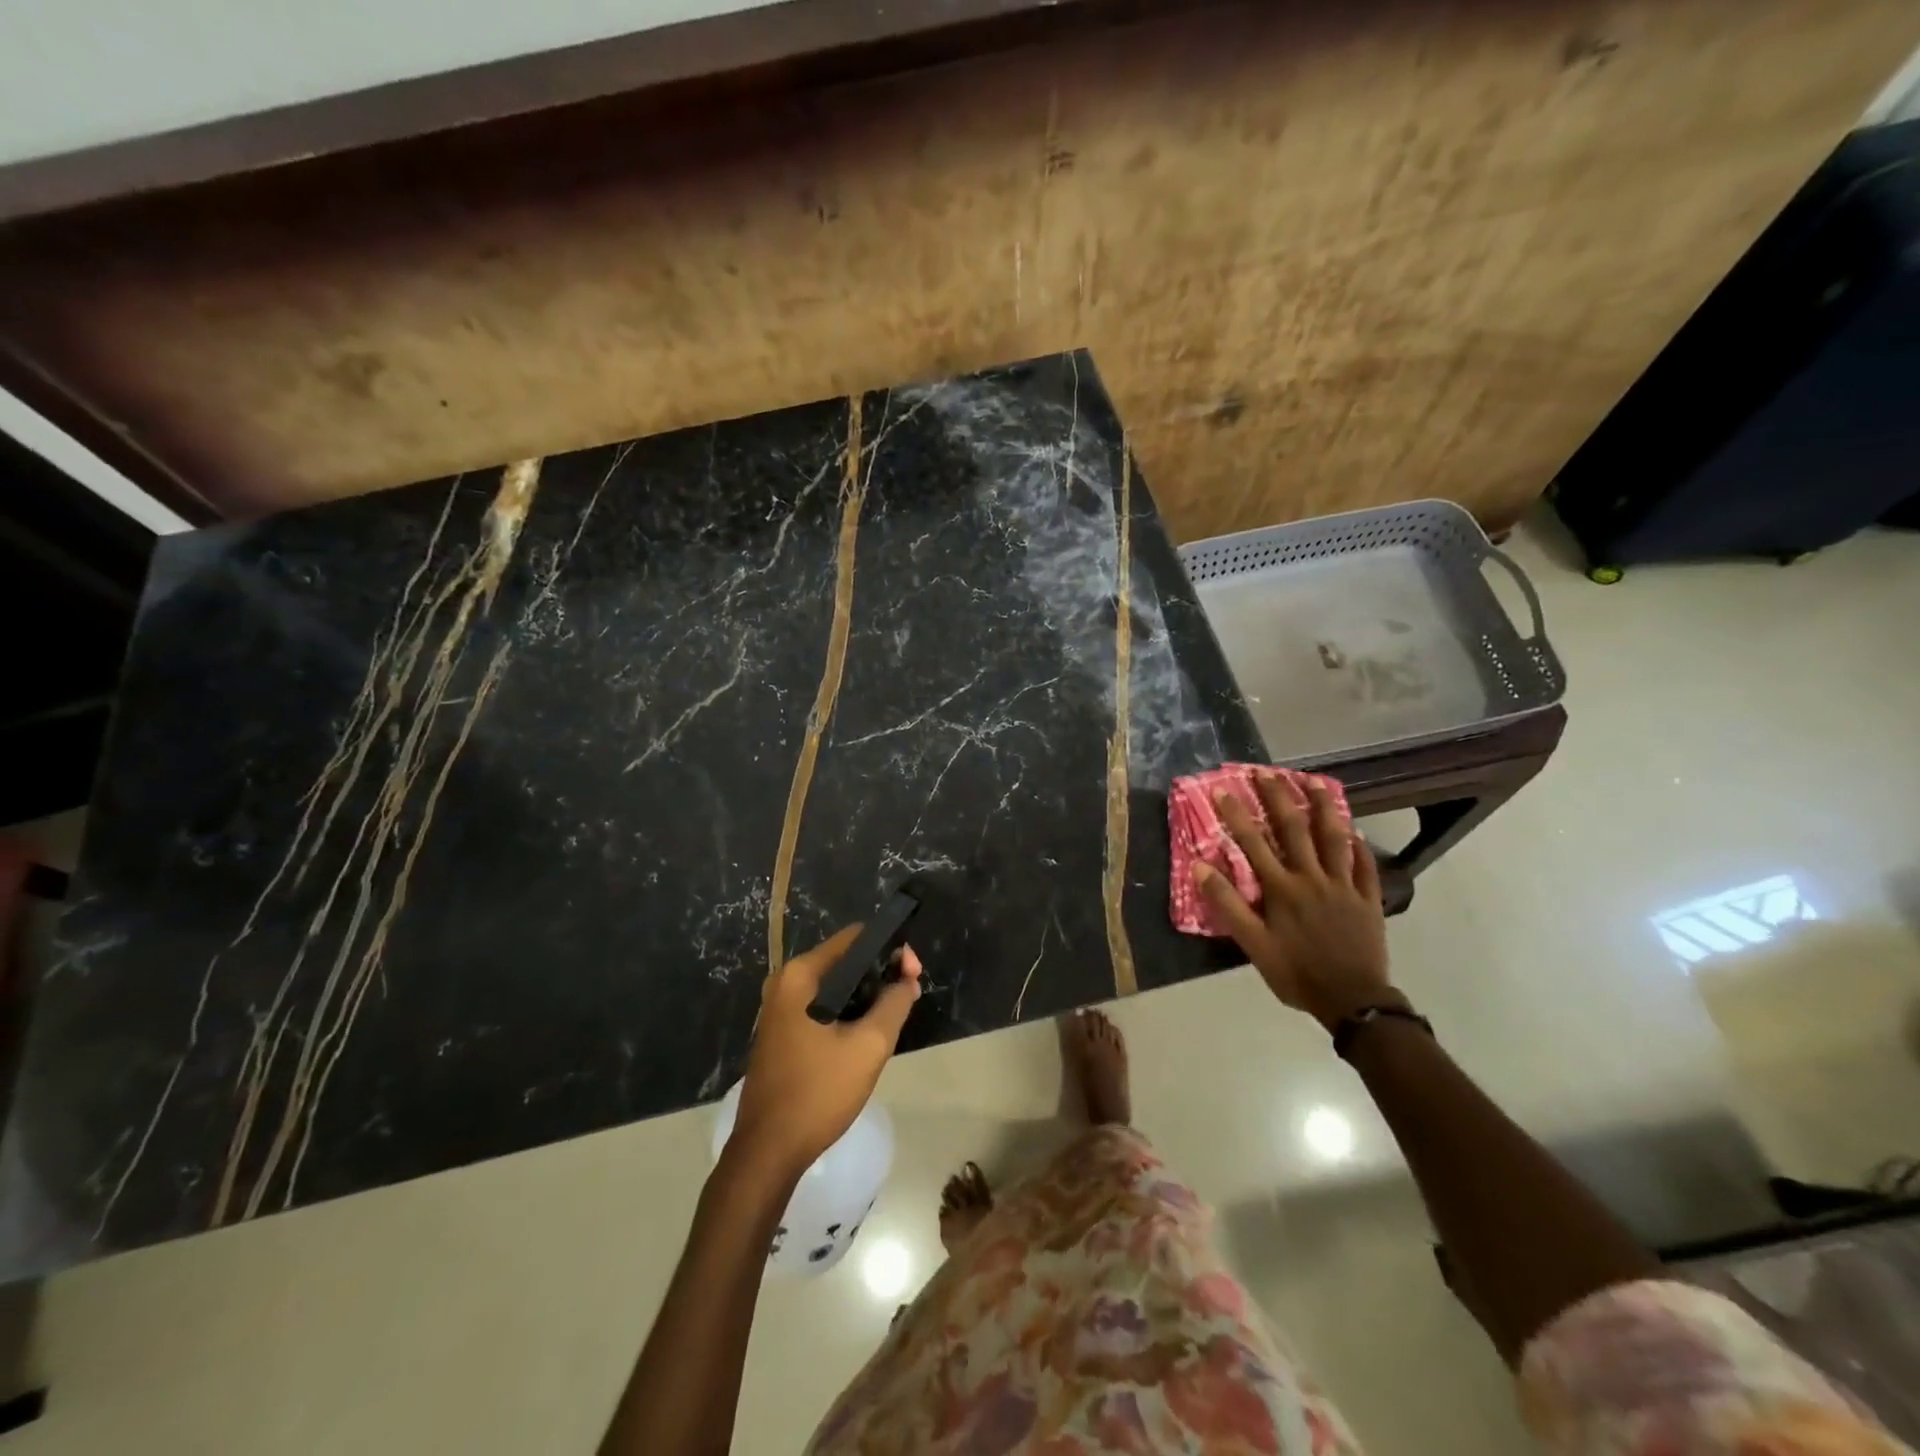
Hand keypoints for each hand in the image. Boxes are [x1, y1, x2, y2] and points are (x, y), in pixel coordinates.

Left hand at [730, 926, 922, 1175]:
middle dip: (880, 973)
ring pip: (835, 986)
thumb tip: (907, 979)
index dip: (890, 949)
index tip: (913, 973)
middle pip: (844, 960)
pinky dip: (847, 1011)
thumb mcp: (869, 1046)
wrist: (768, 1151)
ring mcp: (779, 1008)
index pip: (855, 938)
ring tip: (894, 1014)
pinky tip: (867, 1033)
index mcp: (800, 975)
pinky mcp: (782, 1032)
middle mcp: (785, 982)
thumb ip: (894, 1003)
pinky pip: (822, 1006)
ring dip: (866, 995)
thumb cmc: (818, 1092)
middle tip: (909, 994)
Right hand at [1193, 773, 1397, 1031]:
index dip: (1238, 814)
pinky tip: (1355, 831)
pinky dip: (1359, 846)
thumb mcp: (1253, 944)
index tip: (1224, 789)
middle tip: (1267, 772)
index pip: (1254, 842)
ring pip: (1333, 838)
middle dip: (1279, 797)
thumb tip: (1200, 866)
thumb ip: (1227, 903)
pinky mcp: (1368, 899)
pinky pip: (1365, 865)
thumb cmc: (1296, 973)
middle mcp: (1312, 878)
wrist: (1353, 1000)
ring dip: (1323, 807)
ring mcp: (1344, 886)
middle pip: (1294, 829)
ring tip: (1315, 782)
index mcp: (1282, 888)